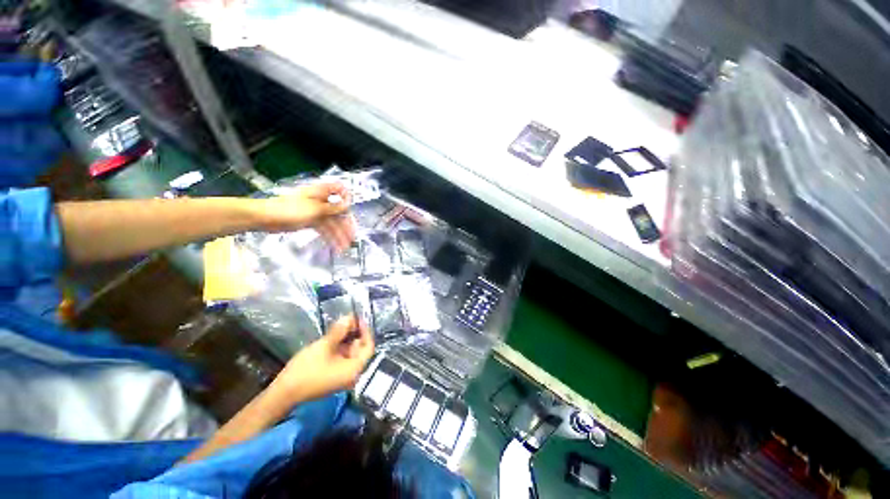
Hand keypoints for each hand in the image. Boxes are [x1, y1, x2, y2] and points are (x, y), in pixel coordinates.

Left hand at [258, 182, 355, 251]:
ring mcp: (316, 212)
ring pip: (332, 223)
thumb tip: (348, 204)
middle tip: (352, 237)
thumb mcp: (315, 209)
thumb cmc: (290, 209)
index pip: (340, 190)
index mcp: (321, 192)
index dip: (347, 198)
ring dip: (338, 234)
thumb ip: (334, 208)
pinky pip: (324, 229)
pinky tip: (335, 246)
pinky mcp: (310, 221)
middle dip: (345, 224)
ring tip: (344, 247)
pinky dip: (329, 237)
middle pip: (338, 211)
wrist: (266, 218)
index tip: (351, 210)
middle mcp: (321, 201)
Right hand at [271, 315, 374, 402]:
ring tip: (341, 325)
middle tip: (348, 320)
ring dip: (347, 339)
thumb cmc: (306, 370)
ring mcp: (343, 376)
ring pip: (351, 353)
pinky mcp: (334, 376)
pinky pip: (343, 358)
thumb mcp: (324, 346)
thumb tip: (350, 317)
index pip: (368, 347)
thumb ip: (339, 331)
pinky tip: (334, 337)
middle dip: (355, 334)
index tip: (359, 319)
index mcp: (354, 370)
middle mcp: (352, 374)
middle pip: (360, 349)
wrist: (283, 393)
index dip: (365, 331)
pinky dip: (340, 347)